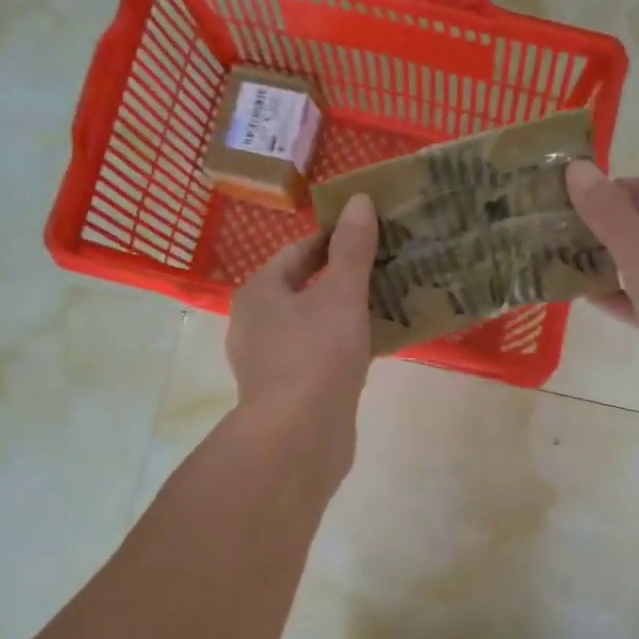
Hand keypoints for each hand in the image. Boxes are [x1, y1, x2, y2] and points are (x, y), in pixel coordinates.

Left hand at [226, 193, 378, 456]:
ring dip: (342, 316)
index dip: (333, 240)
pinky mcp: (284, 392)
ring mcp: (267, 362)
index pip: (298, 253)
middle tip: (384, 272)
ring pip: (310, 326)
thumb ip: (352, 250)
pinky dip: (339, 348)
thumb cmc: (316, 355)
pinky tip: (370, 351)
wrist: (297, 437)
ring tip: (384, 308)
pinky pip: (315, 357)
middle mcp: (254, 323)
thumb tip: (358, 200)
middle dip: (341, 280)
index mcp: (259, 292)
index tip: (369, 236)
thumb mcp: (341, 295)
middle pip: (302, 290)